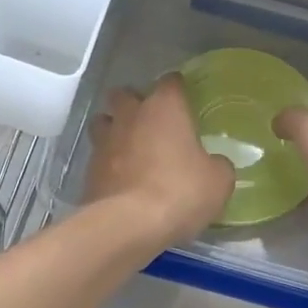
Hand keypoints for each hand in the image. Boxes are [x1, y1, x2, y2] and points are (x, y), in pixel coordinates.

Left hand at [85, 73, 235, 245]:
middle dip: (135, 103)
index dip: (178, 88)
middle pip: (125, 94)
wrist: (128, 225)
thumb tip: (214, 164)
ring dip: (115, 128)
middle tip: (152, 122)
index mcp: (164, 108)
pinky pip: (98, 156)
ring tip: (130, 147)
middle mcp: (131, 116)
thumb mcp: (218, 181)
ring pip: (104, 121)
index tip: (185, 100)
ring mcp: (105, 141)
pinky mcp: (88, 170)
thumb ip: (217, 165)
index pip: (170, 82)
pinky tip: (121, 178)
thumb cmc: (180, 192)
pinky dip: (108, 162)